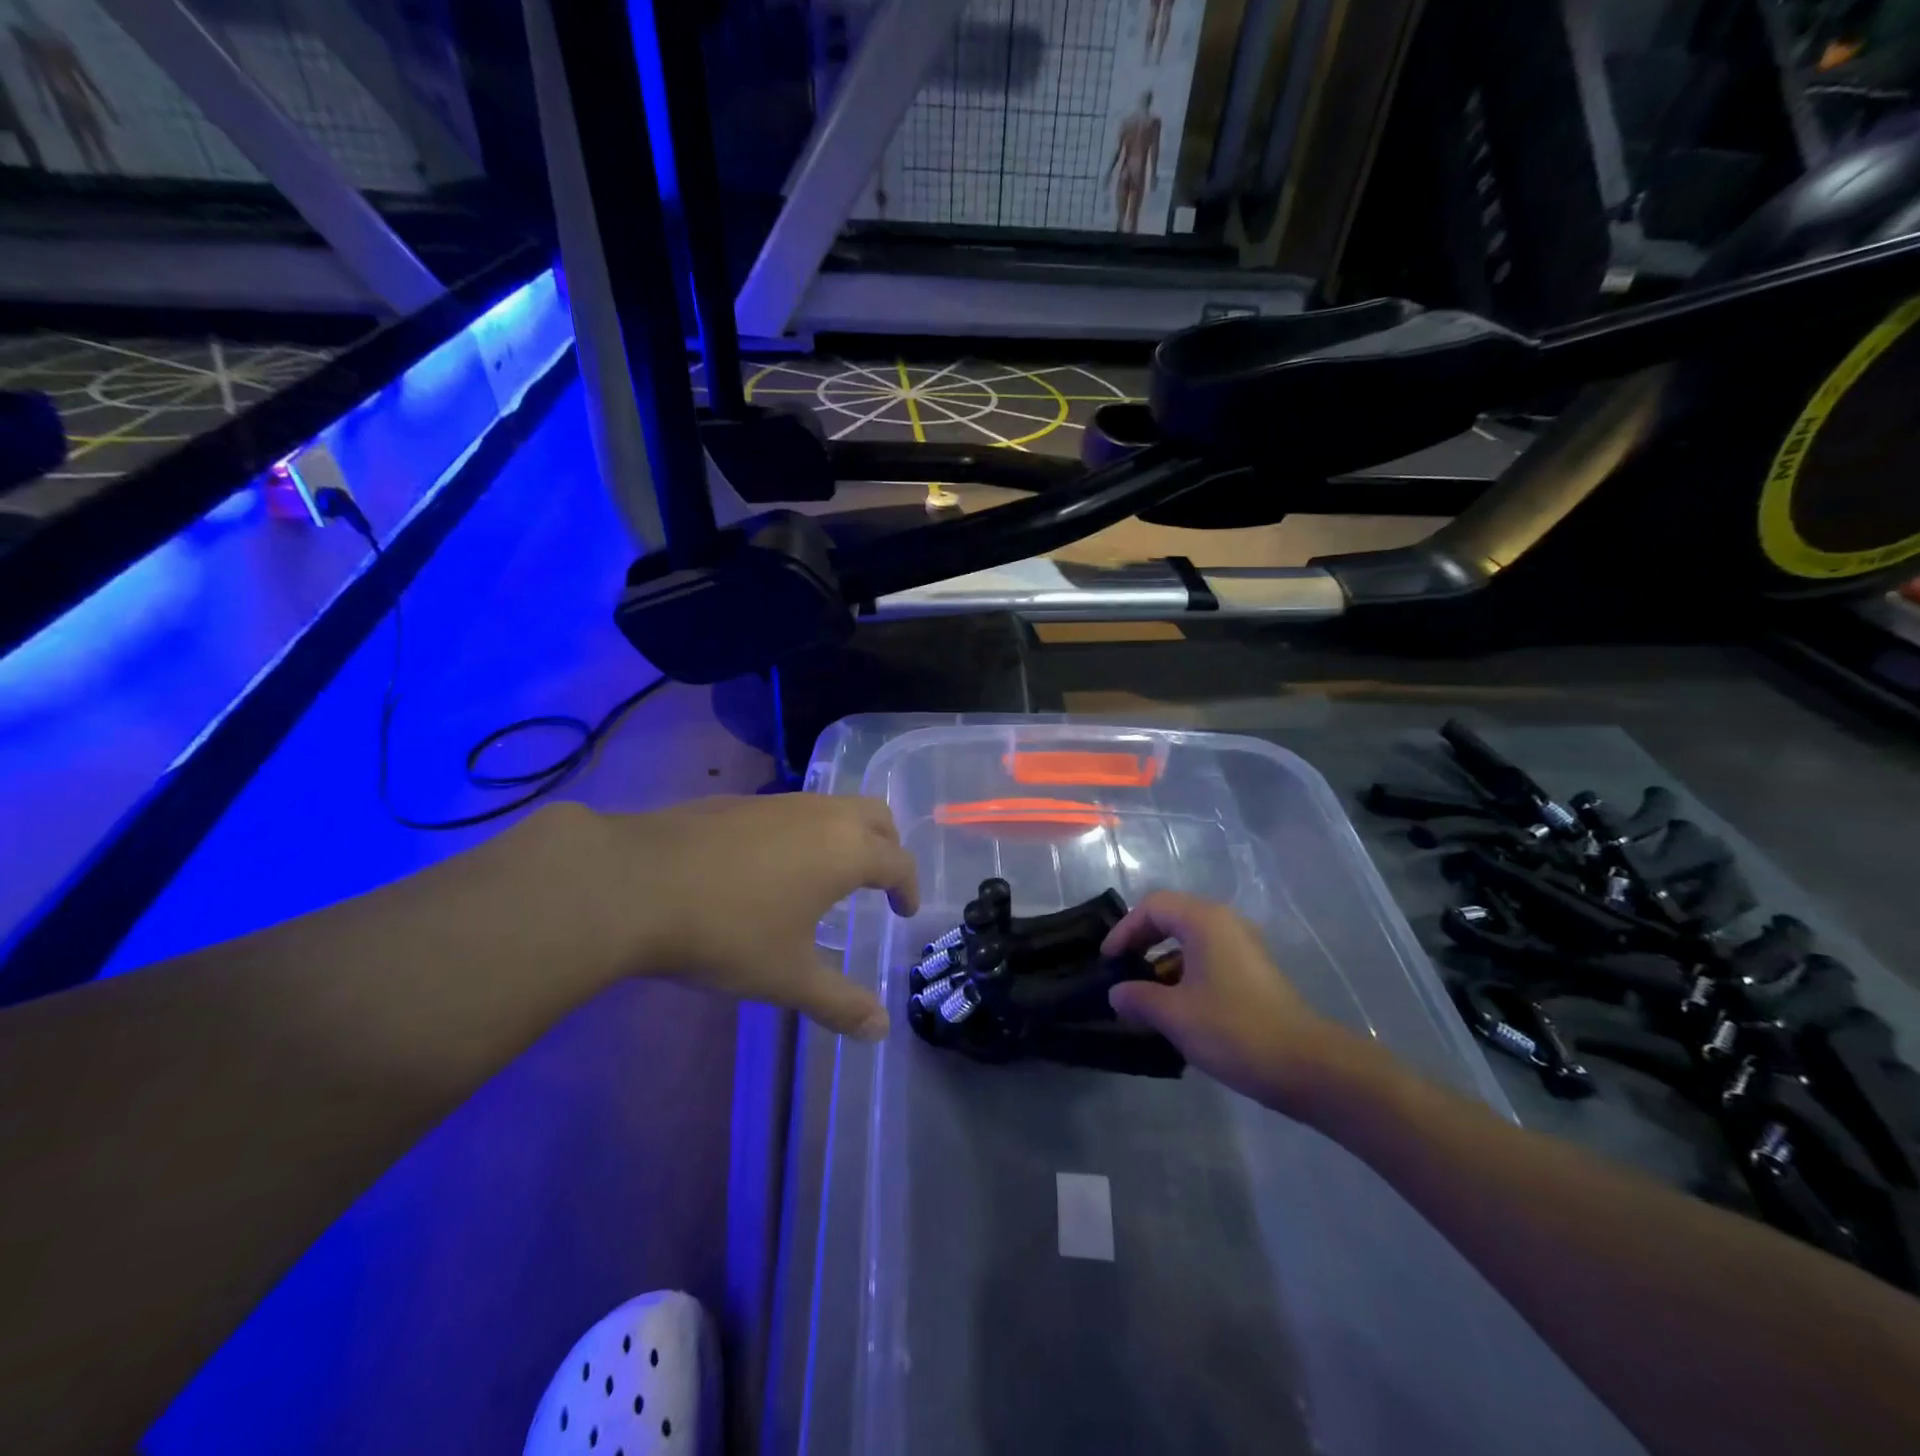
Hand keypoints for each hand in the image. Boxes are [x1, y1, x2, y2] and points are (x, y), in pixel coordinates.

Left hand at [594, 795, 918, 1039]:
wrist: (635, 884)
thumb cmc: (727, 932)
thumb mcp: (788, 977)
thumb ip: (840, 1003)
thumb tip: (881, 1030)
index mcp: (846, 851)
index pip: (898, 861)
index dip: (908, 888)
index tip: (904, 911)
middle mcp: (821, 815)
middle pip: (876, 816)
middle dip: (887, 847)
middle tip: (879, 883)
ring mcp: (778, 802)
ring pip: (833, 806)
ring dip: (846, 835)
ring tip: (828, 876)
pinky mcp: (739, 801)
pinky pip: (793, 810)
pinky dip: (806, 831)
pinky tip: (773, 867)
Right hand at [1104, 892, 1359, 1115]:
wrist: (1306, 1066)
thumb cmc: (1233, 1030)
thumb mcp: (1174, 1015)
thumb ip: (1138, 998)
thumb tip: (1116, 993)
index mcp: (1204, 921)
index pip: (1152, 907)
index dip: (1125, 930)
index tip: (1109, 961)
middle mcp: (1226, 923)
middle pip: (1172, 917)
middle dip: (1142, 941)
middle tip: (1123, 969)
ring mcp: (1245, 947)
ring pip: (1191, 940)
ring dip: (1164, 961)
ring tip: (1145, 994)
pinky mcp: (1255, 972)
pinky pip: (1210, 958)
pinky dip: (1186, 973)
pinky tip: (1178, 1008)